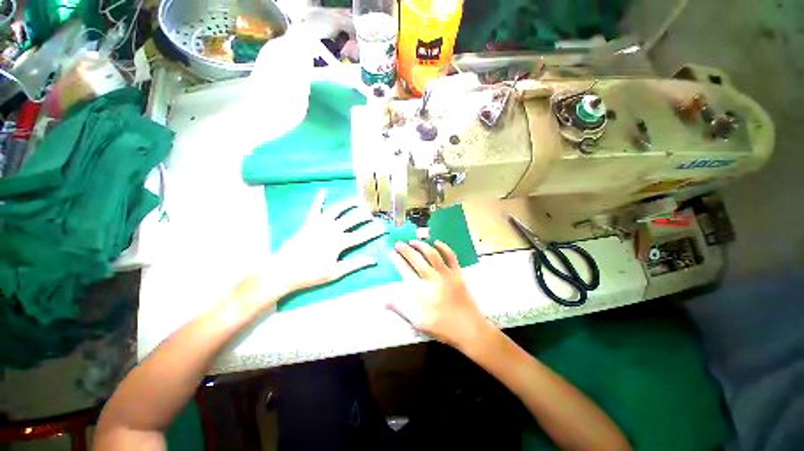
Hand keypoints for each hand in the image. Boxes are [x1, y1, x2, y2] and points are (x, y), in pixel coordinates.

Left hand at [272, 189, 385, 291]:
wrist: (282, 272)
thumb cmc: (310, 274)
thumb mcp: (335, 272)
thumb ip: (355, 264)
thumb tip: (373, 260)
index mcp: (338, 243)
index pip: (361, 236)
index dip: (374, 232)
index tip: (383, 228)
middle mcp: (330, 230)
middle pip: (352, 219)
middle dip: (364, 215)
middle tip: (373, 212)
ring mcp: (318, 224)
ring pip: (336, 210)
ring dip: (348, 204)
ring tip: (357, 200)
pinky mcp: (308, 224)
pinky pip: (314, 209)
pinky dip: (319, 200)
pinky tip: (323, 191)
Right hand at [388, 240, 492, 349]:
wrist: (470, 329)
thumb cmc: (442, 327)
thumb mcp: (418, 322)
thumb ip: (401, 308)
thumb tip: (383, 300)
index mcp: (422, 291)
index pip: (405, 271)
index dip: (397, 261)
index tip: (391, 253)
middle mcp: (433, 279)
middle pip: (417, 260)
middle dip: (406, 250)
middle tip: (398, 243)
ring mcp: (446, 275)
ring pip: (432, 255)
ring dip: (422, 246)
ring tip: (413, 241)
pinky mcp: (458, 274)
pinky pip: (451, 257)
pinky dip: (444, 248)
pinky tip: (437, 242)